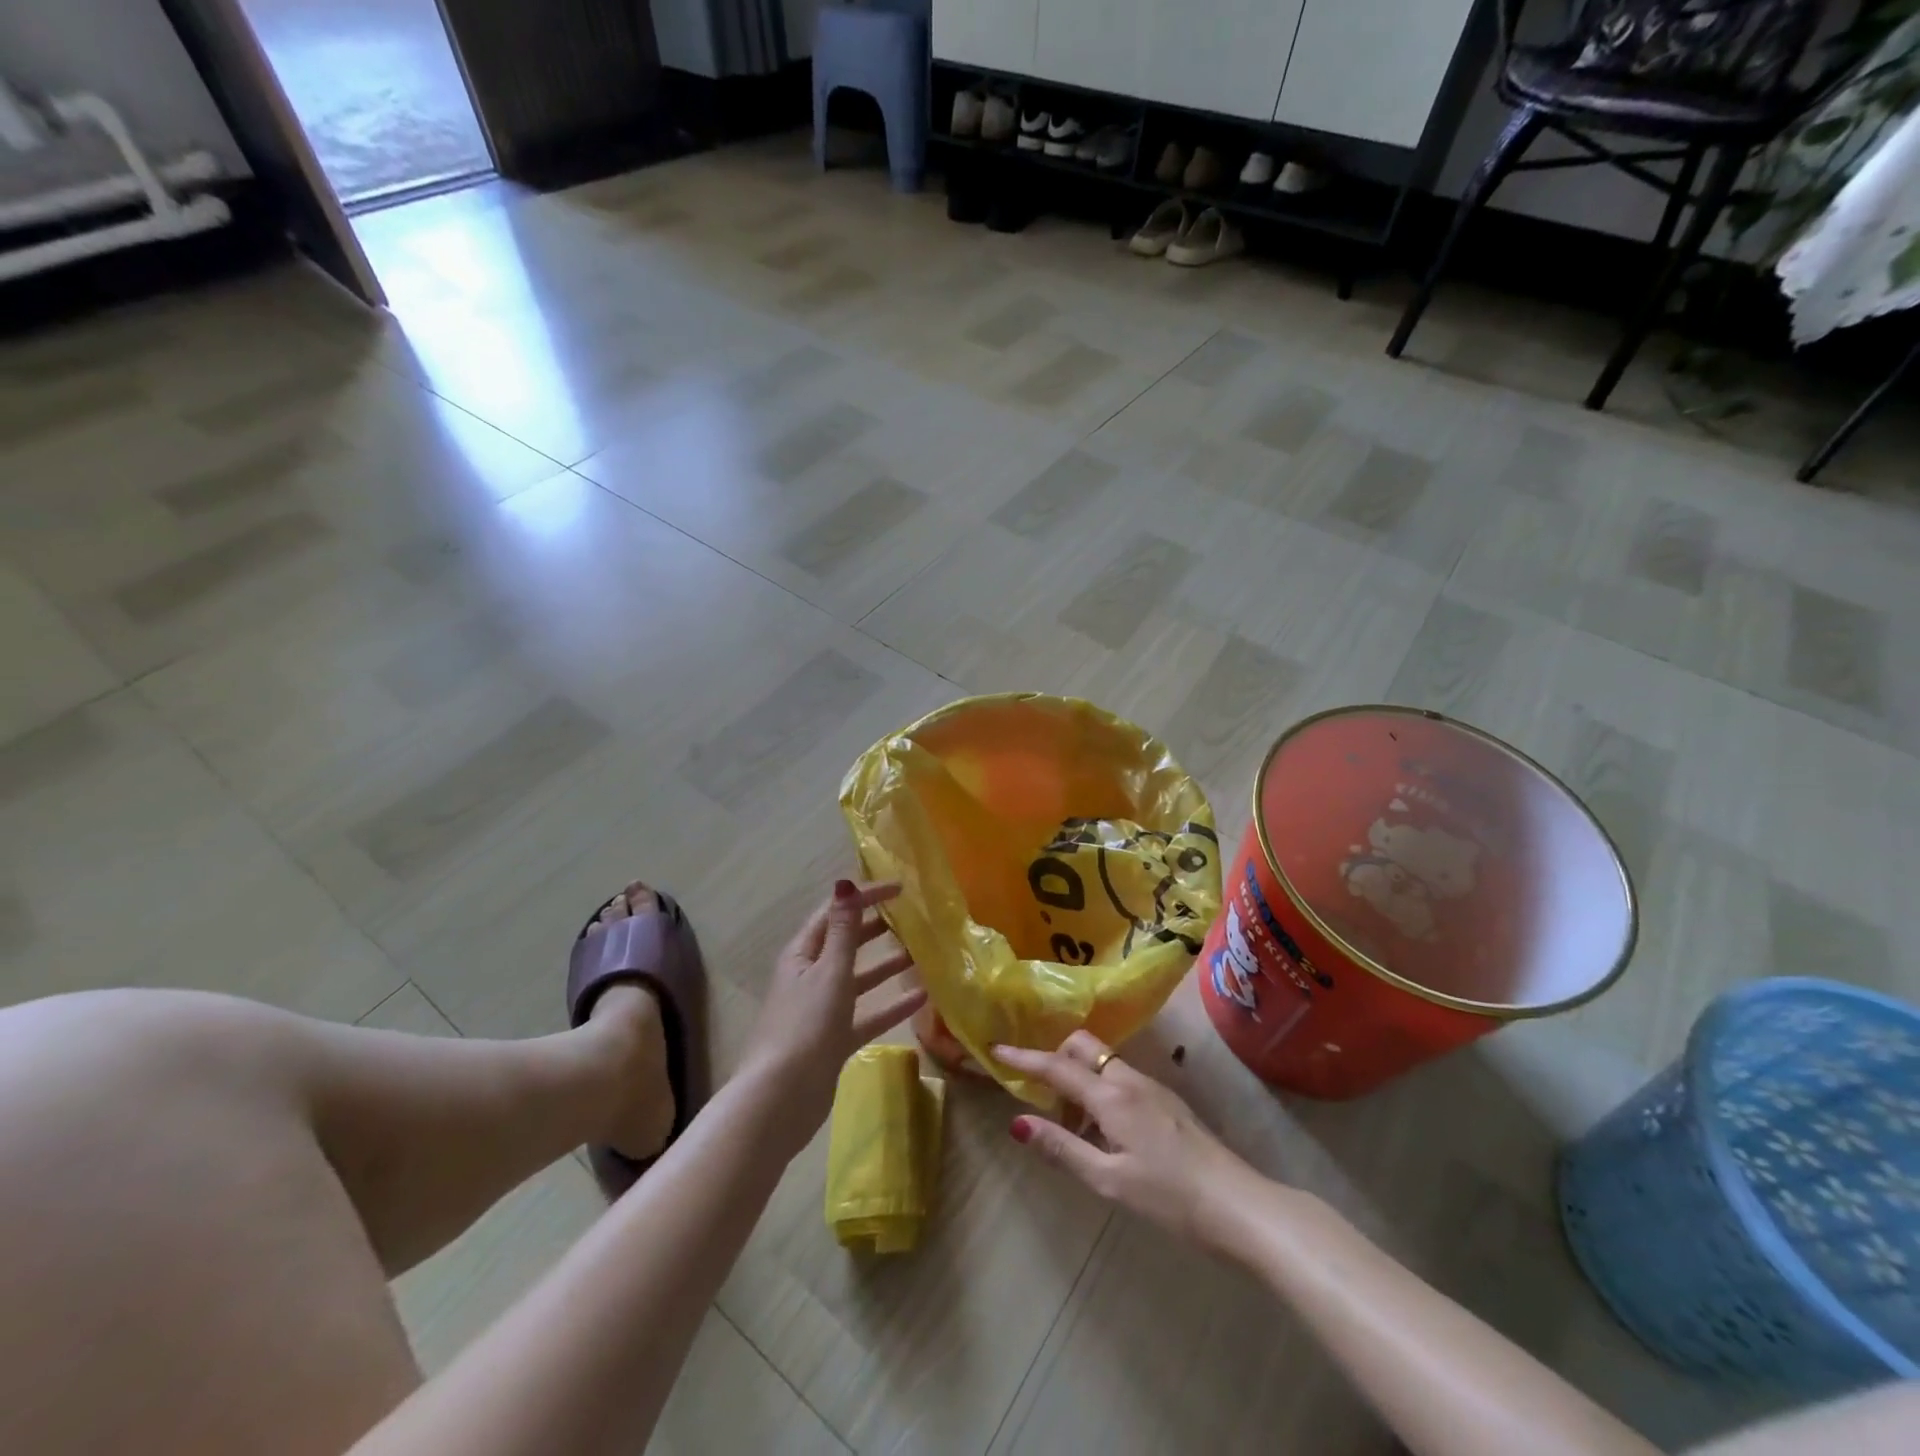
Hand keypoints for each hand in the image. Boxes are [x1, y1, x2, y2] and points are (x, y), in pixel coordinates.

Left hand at [737, 880, 926, 1152]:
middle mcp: (810, 975)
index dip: (864, 897)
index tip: (900, 888)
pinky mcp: (834, 1039)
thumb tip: (845, 883)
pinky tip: (921, 999)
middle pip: (845, 942)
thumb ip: (843, 931)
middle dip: (875, 927)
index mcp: (802, 954)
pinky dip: (890, 1005)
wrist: (781, 1098)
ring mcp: (821, 1008)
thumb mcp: (828, 972)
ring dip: (885, 965)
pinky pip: (866, 1014)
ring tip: (920, 953)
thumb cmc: (805, 1026)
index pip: (834, 912)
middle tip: (912, 917)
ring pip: (858, 978)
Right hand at [995, 1032, 1255, 1247]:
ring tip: (1073, 1128)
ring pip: (1103, 1064)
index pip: (1057, 1067)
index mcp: (1111, 1095)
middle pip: (1082, 1048)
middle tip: (1042, 1097)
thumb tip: (1017, 1123)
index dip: (1024, 1059)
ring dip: (1079, 1081)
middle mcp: (1129, 1079)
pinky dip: (1101, 1093)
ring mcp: (1152, 1087)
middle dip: (1055, 1059)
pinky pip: (1121, 1080)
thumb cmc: (1169, 1197)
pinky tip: (1105, 1134)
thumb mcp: (1108, 1180)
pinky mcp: (1167, 1101)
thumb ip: (1062, 1148)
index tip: (996, 1050)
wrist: (1239, 1204)